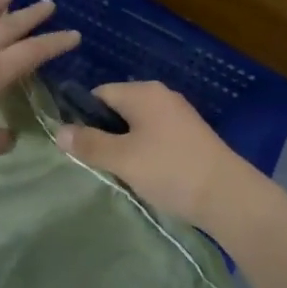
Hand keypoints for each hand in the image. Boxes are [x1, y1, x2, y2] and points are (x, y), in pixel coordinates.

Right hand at [55, 81, 266, 232]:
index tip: (78, 146)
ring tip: (120, 173)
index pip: (100, 94)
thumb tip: (58, 132)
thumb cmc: (170, 170)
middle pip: (119, 108)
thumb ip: (89, 144)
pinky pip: (156, 136)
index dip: (84, 117)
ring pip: (138, 124)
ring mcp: (179, 115)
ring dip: (126, 146)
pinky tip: (146, 175)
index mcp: (143, 92)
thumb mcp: (123, 159)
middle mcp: (161, 95)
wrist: (228, 195)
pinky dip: (146, 151)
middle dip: (105, 134)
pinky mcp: (191, 135)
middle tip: (97, 163)